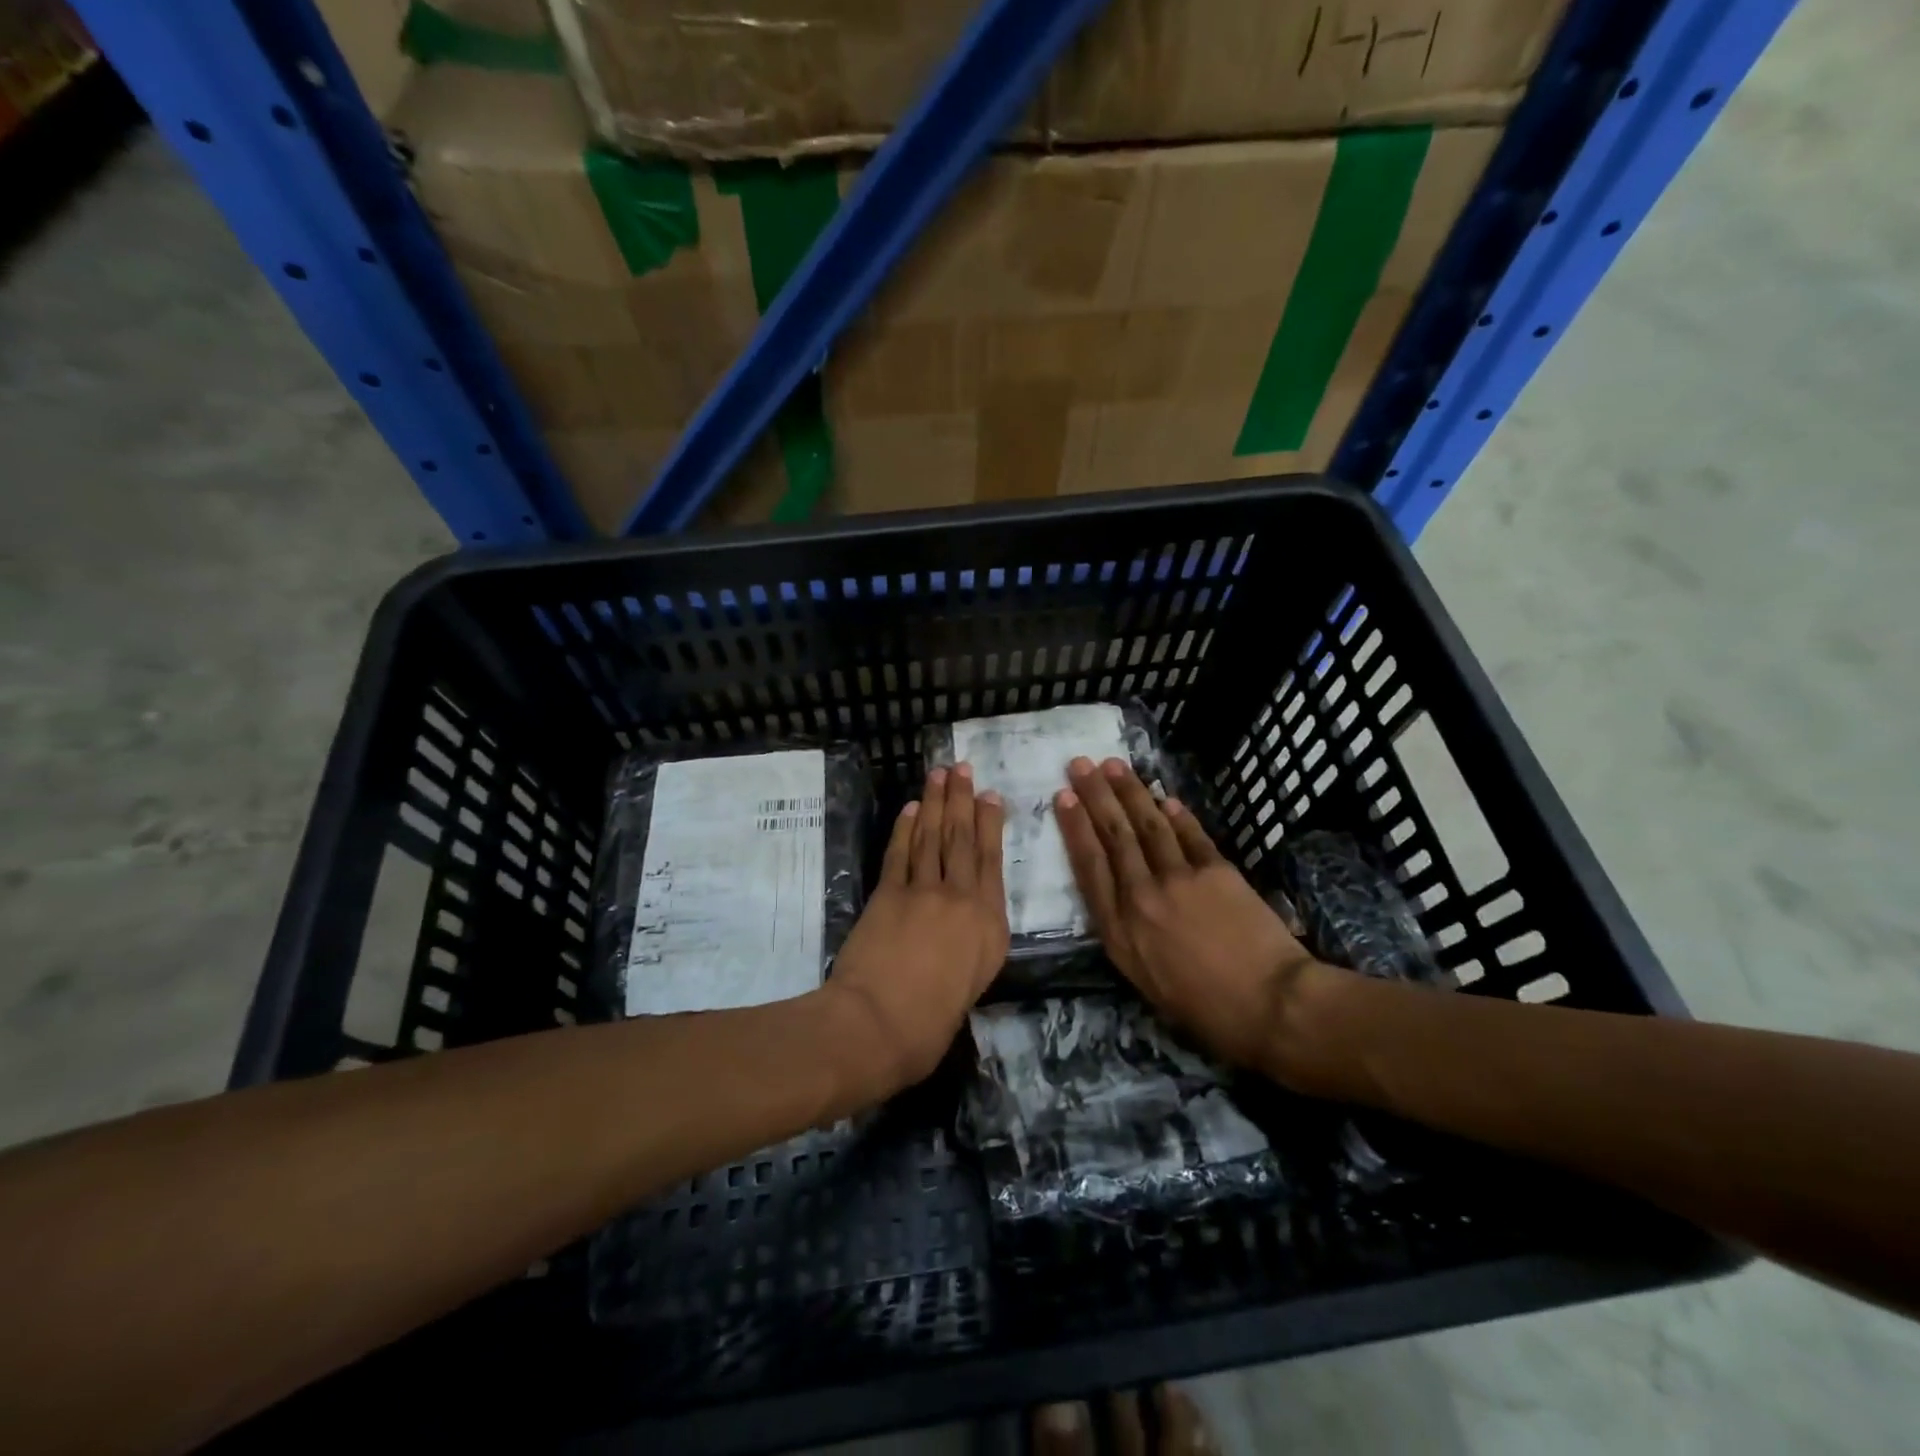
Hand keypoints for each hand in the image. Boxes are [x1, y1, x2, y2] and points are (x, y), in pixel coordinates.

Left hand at [826, 765, 1009, 1096]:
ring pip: (932, 837)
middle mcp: (962, 899)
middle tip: (961, 768)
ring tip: (939, 775)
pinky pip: (900, 853)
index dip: (990, 825)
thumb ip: (972, 948)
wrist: (879, 1024)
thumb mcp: (971, 986)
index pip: (992, 862)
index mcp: (990, 926)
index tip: (990, 796)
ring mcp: (924, 892)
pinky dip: (904, 828)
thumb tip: (962, 930)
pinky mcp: (889, 893)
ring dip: (935, 803)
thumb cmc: (931, 1024)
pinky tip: (910, 810)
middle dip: (962, 800)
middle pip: (963, 840)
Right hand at [1055, 756, 1334, 1078]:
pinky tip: (1165, 797)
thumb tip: (1119, 900)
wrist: (1270, 1005)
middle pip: (1114, 836)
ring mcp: (1180, 879)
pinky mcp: (1217, 871)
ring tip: (1114, 765)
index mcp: (1119, 930)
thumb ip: (1126, 936)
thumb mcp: (1145, 981)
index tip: (1063, 797)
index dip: (1075, 827)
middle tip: (1080, 764)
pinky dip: (1176, 814)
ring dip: (1130, 792)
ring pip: (1148, 825)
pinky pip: (1190, 835)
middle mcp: (1142, 896)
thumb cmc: (1204, 1009)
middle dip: (1095, 796)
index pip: (1089, 866)